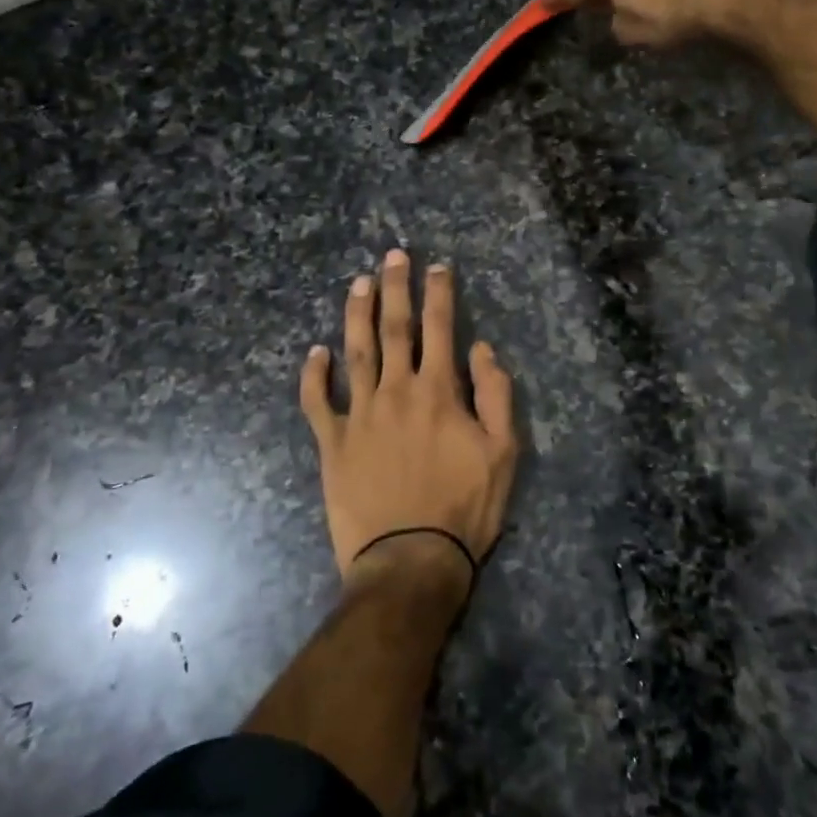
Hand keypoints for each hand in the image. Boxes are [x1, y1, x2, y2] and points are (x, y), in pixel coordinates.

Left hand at [299, 250, 517, 596]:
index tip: (437, 267)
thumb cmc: (464, 508)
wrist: (409, 561)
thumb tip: (482, 349)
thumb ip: (496, 396)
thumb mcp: (503, 453)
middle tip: (392, 255)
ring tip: (358, 283)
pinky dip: (313, 375)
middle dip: (395, 288)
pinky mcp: (332, 443)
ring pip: (356, 352)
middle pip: (395, 328)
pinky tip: (315, 352)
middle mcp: (396, 391)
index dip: (439, 294)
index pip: (440, 329)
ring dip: (357, 314)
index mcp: (438, 392)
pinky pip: (317, 402)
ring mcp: (359, 415)